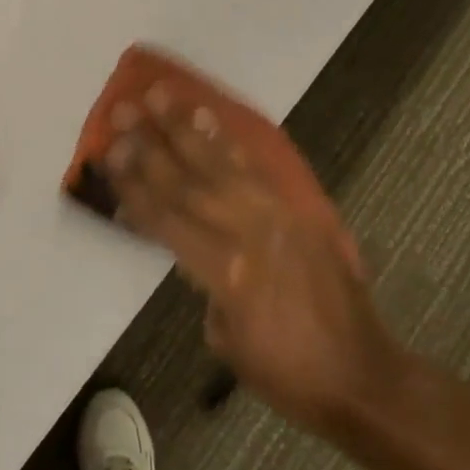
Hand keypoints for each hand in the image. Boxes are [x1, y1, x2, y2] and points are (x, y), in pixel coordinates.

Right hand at [103, 85, 409, 437]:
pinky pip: (257, 169)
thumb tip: (193, 247)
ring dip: (187, 127)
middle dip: (150, 144)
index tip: (107, 153)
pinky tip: (209, 118)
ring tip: (160, 94)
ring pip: (223, 163)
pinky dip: (229, 142)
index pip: (166, 218)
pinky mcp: (301, 211)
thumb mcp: (224, 339)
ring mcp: (280, 216)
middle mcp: (251, 233)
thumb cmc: (285, 373)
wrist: (362, 376)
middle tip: (120, 110)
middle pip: (189, 181)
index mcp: (227, 272)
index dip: (132, 186)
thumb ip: (204, 285)